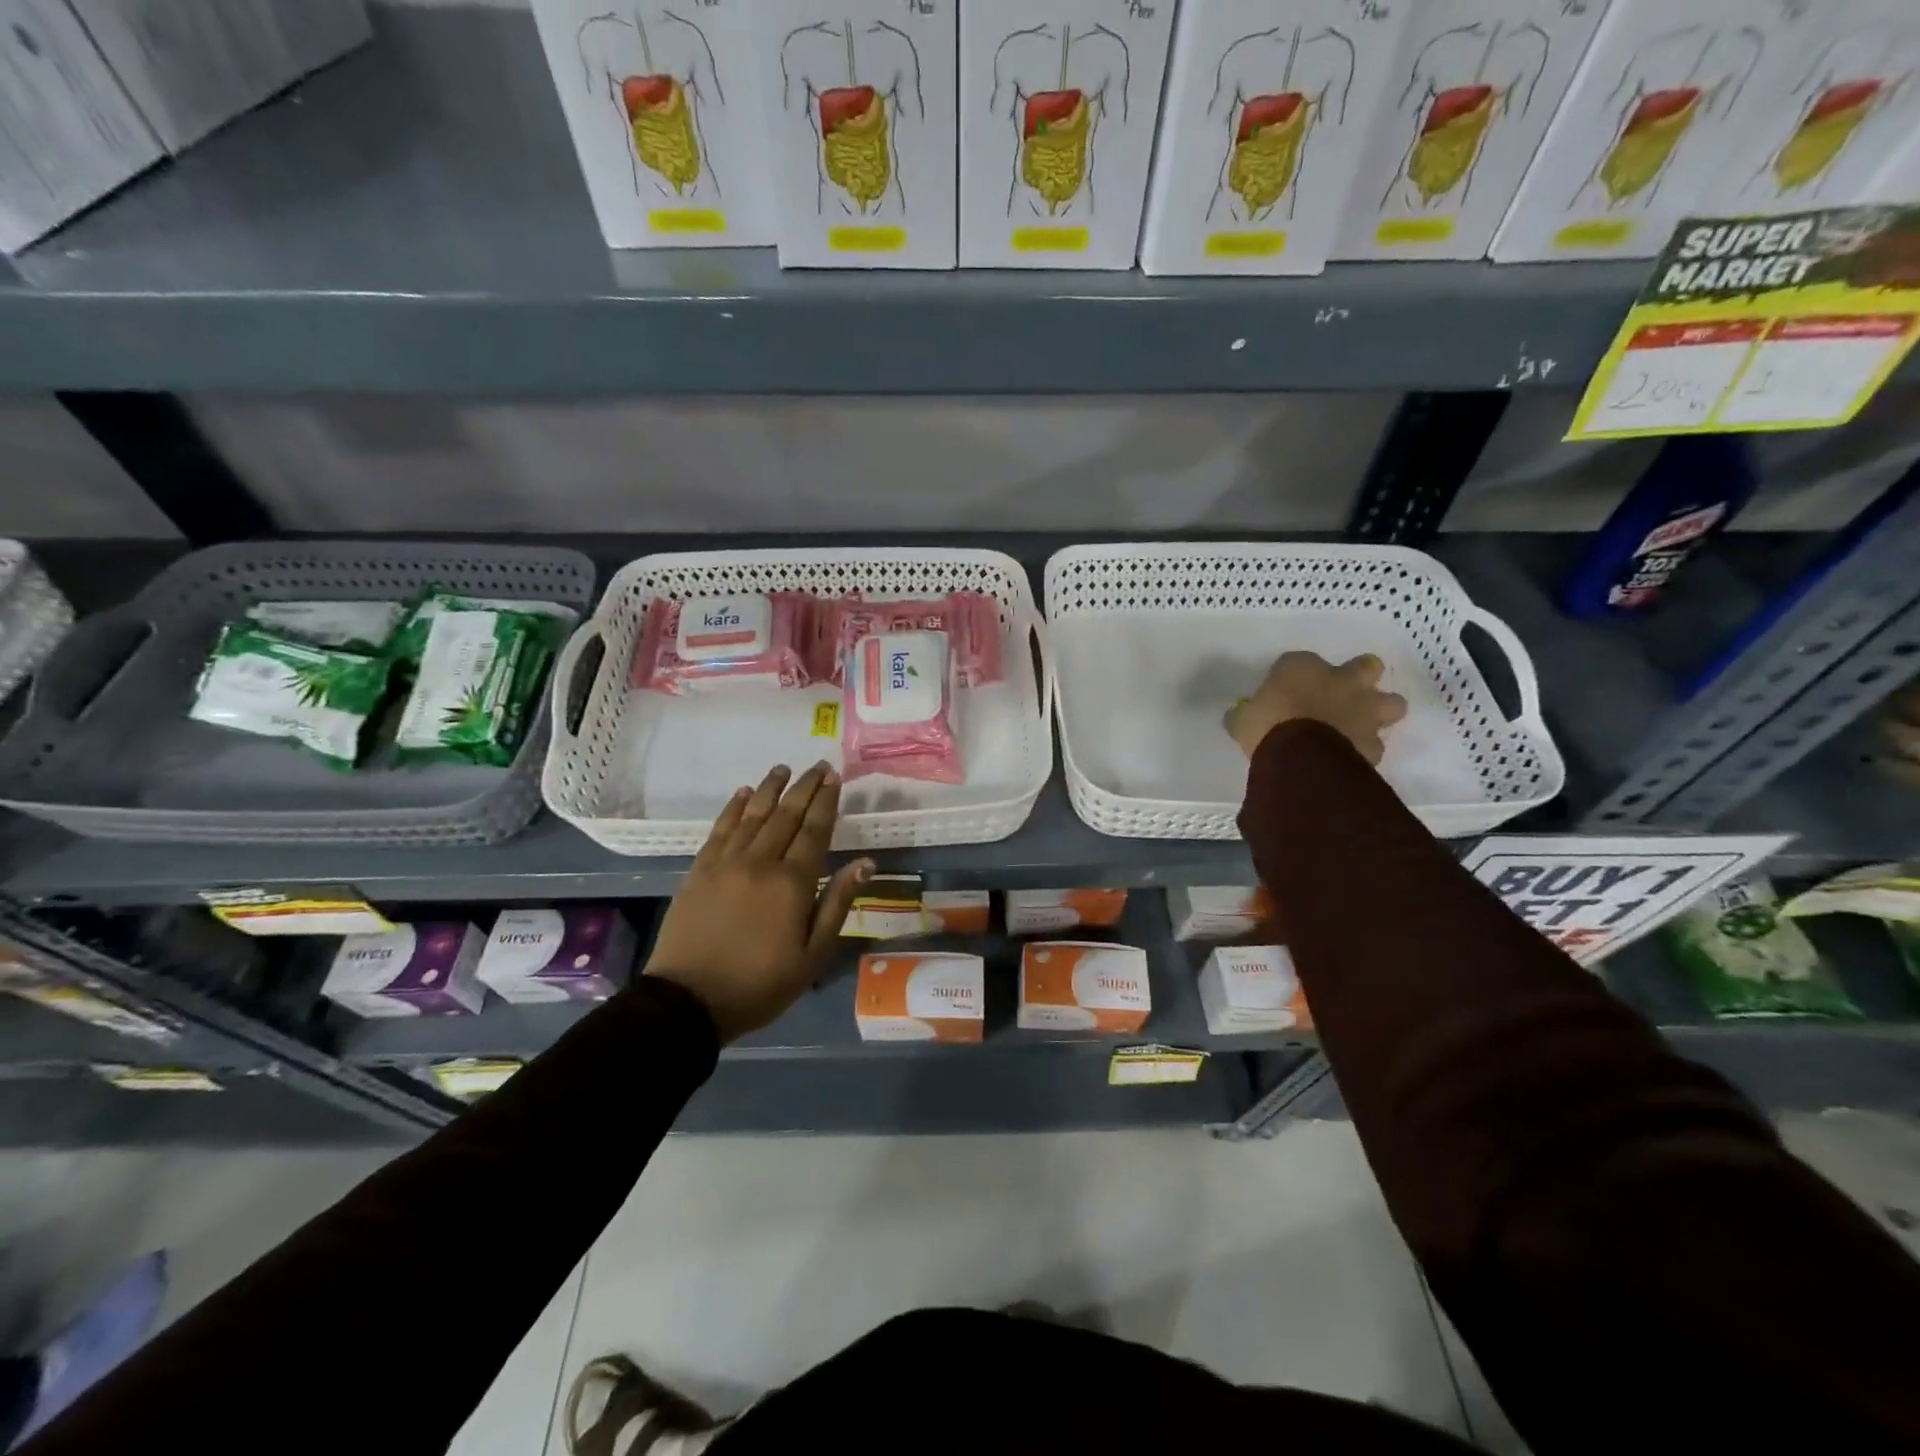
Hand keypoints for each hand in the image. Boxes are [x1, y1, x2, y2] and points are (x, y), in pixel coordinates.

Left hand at [644, 762, 872, 1042]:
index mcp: (792, 882)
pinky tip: (744, 794)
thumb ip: (838, 904)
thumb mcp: (812, 955)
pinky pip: (720, 828)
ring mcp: (726, 862)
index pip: (815, 830)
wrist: (688, 1001)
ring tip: (783, 769)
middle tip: (818, 766)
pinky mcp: (700, 870)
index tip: (835, 777)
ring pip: (753, 814)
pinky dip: (734, 807)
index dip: (826, 801)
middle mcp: (760, 861)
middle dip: (804, 787)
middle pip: (786, 815)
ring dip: (770, 789)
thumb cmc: (760, 983)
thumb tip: (865, 862)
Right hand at [1224, 652, 1408, 764]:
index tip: (1284, 690)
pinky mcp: (1373, 744)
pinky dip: (1366, 750)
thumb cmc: (1266, 726)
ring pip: (1392, 703)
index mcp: (1303, 667)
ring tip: (1362, 725)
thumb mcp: (1242, 720)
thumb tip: (1237, 716)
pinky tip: (1351, 758)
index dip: (1295, 674)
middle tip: (1344, 693)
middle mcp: (1341, 682)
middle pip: (1368, 665)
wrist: (1300, 757)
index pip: (1299, 661)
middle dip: (1362, 676)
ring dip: (1380, 711)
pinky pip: (1376, 745)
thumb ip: (1243, 715)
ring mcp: (1364, 712)